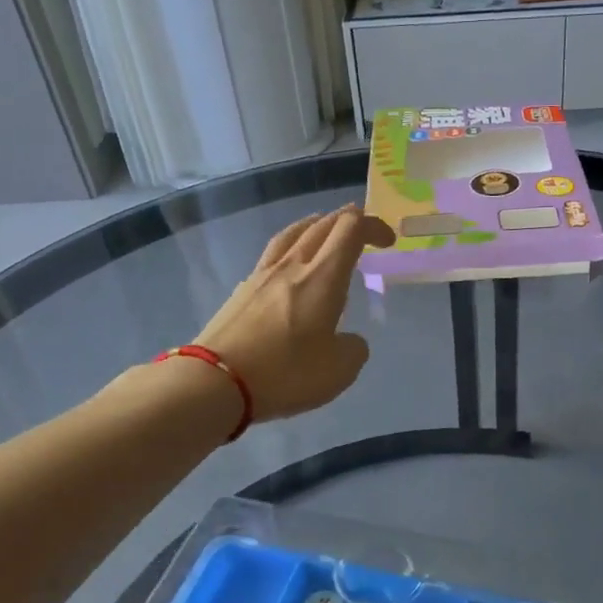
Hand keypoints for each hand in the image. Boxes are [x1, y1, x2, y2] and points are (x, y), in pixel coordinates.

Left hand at [191, 205, 393, 421]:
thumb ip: (353, 348)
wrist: (215, 382)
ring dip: (314, 226)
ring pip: (292, 234)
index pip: (351, 229)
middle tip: (362, 230)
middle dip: (348, 220)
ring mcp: (262, 276)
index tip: (387, 242)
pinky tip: (289, 268)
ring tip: (323, 230)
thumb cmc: (286, 373)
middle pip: (322, 224)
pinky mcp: (241, 291)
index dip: (373, 225)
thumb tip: (349, 340)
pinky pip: (271, 256)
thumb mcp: (340, 370)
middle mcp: (293, 266)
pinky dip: (290, 250)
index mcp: (324, 277)